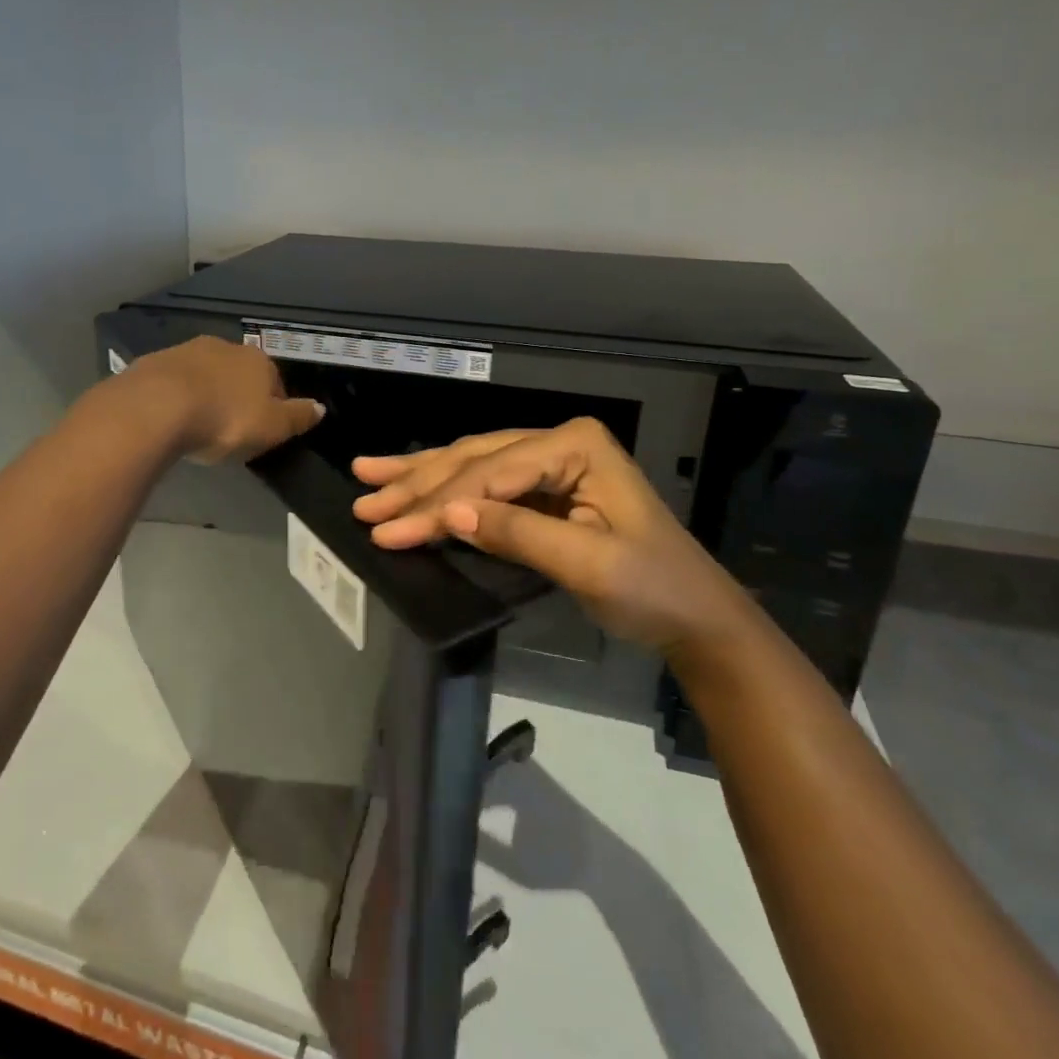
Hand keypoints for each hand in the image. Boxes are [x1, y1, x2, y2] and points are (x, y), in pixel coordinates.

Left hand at [129, 336, 324, 463]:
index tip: (262, 431)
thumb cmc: (225, 419)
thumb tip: (321, 407)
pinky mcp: (155, 362)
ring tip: (201, 425)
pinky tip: (173, 418)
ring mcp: (188, 351)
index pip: (276, 383)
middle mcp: (226, 347)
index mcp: (259, 361)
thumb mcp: (272, 427)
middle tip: (231, 428)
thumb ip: (299, 417)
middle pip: (240, 375)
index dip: (273, 407)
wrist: (156, 407)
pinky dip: (178, 396)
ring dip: (208, 393)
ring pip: (207, 374)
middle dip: (238, 397)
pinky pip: (176, 382)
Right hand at [351, 418, 765, 660]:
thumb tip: (448, 512)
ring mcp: (549, 462)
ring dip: (419, 475)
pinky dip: (444, 489)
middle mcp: (558, 442)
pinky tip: (411, 483)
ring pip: (471, 464)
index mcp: (575, 446)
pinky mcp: (541, 489)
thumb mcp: (588, 564)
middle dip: (416, 482)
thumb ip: (518, 532)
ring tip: (367, 475)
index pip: (490, 473)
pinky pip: (483, 484)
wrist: (694, 616)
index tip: (387, 529)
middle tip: (363, 500)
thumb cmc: (652, 589)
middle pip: (473, 459)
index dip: (436, 502)